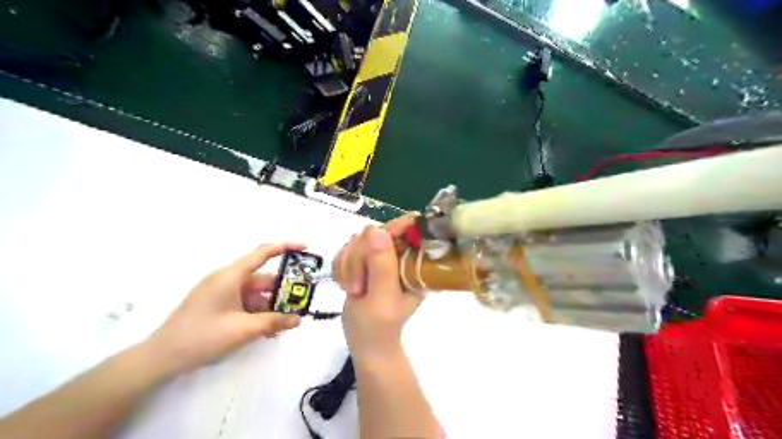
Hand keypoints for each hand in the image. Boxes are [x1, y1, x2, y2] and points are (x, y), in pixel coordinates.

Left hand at [144, 241, 302, 374]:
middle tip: (301, 302)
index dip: (286, 247)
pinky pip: (244, 302)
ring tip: (284, 323)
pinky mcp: (216, 304)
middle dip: (282, 290)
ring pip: (254, 293)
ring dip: (270, 306)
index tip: (306, 248)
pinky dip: (257, 312)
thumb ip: (274, 322)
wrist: (161, 358)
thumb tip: (298, 319)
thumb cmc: (203, 337)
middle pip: (262, 278)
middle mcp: (227, 279)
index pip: (263, 253)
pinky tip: (266, 329)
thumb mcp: (243, 330)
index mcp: (231, 275)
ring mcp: (220, 292)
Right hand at [334, 221, 420, 363]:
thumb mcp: (382, 297)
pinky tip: (346, 284)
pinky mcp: (365, 258)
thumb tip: (376, 229)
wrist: (365, 340)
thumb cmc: (378, 326)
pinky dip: (341, 266)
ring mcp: (382, 254)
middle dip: (360, 257)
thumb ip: (381, 265)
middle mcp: (402, 253)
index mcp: (416, 261)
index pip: (409, 226)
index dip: (389, 231)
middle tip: (358, 286)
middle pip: (377, 231)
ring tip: (354, 289)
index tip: (368, 251)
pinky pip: (346, 248)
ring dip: (348, 264)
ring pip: (358, 239)